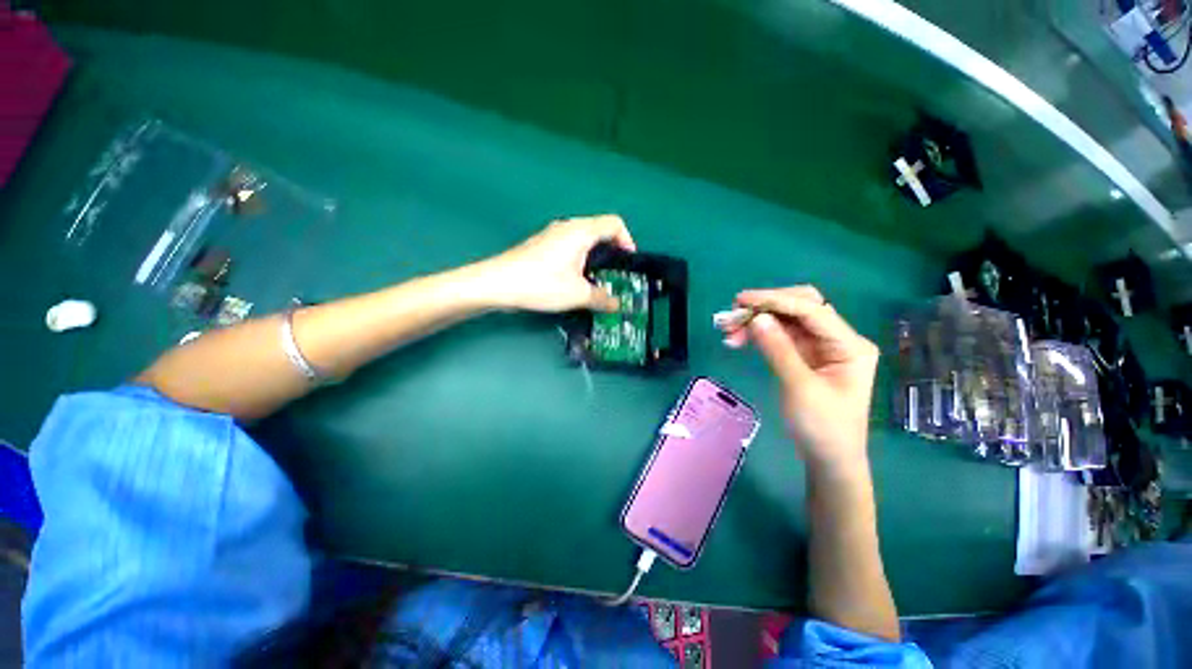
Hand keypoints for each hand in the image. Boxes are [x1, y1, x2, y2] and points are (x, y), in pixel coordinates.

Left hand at [486, 215, 636, 312]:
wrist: (497, 284)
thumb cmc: (541, 284)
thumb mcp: (577, 295)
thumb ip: (602, 299)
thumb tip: (617, 305)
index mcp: (581, 231)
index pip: (614, 223)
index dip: (627, 240)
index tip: (627, 263)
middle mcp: (567, 227)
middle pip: (599, 229)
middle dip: (612, 251)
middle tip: (615, 275)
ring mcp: (552, 234)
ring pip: (583, 239)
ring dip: (595, 256)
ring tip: (597, 280)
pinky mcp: (541, 245)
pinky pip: (569, 246)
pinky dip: (579, 259)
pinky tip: (574, 280)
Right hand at [721, 286, 877, 472]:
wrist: (828, 459)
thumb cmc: (822, 428)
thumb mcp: (800, 388)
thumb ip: (778, 349)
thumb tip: (756, 318)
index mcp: (849, 345)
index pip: (812, 310)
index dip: (776, 301)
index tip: (742, 301)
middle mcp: (837, 339)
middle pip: (800, 308)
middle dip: (766, 307)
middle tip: (734, 314)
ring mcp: (820, 346)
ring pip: (786, 320)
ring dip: (757, 320)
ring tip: (729, 331)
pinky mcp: (805, 355)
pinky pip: (780, 335)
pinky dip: (759, 334)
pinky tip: (739, 339)